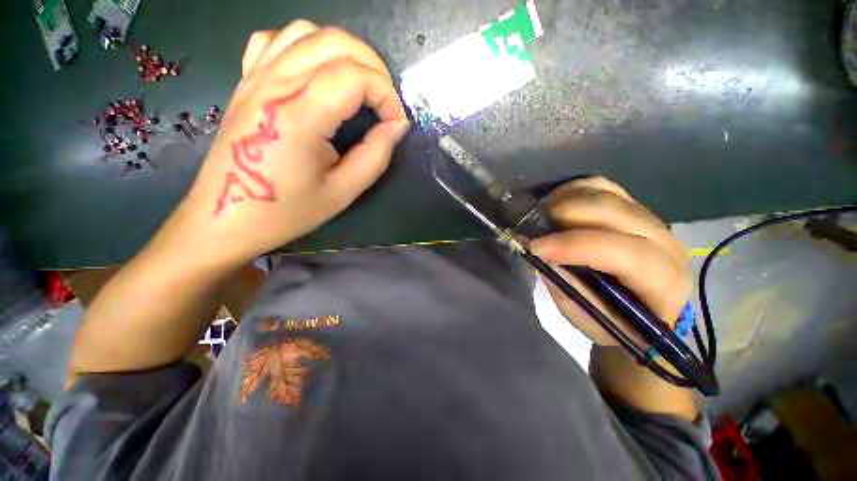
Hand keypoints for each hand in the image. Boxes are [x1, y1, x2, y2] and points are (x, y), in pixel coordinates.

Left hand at [175, 21, 409, 265]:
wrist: (226, 216)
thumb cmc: (287, 211)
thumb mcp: (343, 192)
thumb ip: (375, 156)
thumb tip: (397, 125)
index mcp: (299, 116)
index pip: (356, 77)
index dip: (386, 95)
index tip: (395, 122)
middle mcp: (275, 85)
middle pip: (335, 42)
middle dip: (374, 67)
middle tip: (385, 102)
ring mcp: (256, 77)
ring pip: (307, 31)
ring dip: (344, 51)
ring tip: (360, 85)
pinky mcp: (246, 82)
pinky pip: (276, 41)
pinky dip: (306, 46)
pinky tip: (317, 72)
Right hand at [530, 177, 689, 345]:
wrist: (641, 308)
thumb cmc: (614, 321)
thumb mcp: (587, 316)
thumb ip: (564, 284)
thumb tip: (537, 252)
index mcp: (662, 281)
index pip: (625, 253)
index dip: (577, 246)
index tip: (536, 247)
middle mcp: (664, 242)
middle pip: (615, 212)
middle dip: (567, 215)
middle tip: (534, 227)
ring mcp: (649, 218)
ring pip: (607, 194)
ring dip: (567, 200)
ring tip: (541, 215)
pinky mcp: (633, 207)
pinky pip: (602, 186)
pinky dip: (573, 190)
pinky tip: (556, 203)